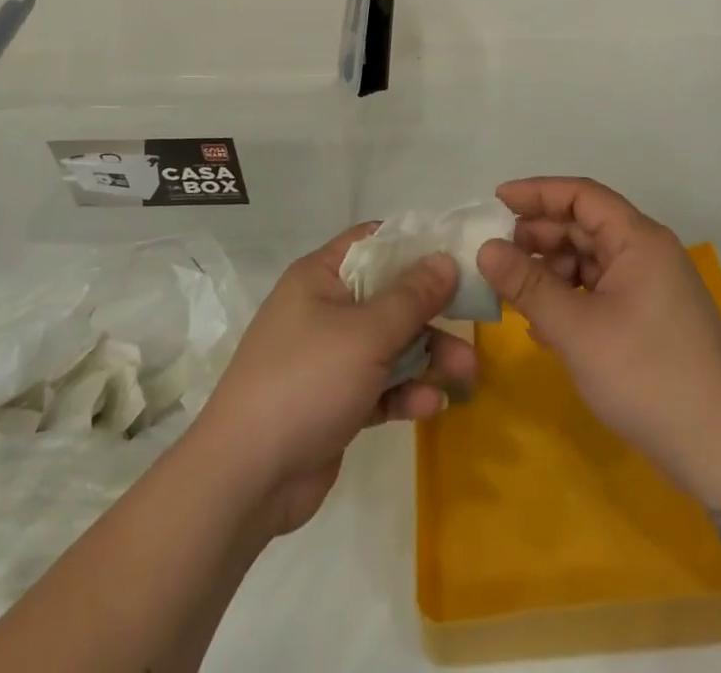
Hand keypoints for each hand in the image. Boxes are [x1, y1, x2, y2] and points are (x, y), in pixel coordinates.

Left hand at [192, 224, 476, 536]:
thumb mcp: (367, 334)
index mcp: (321, 277)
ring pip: (390, 344)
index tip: (459, 255)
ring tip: (467, 376)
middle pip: (389, 297)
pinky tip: (431, 406)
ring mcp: (328, 357)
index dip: (415, 244)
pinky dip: (405, 392)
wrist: (245, 478)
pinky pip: (379, 385)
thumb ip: (412, 297)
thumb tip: (445, 259)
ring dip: (427, 357)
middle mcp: (324, 309)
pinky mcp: (335, 400)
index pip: (373, 242)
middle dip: (432, 313)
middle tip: (475, 323)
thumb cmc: (306, 381)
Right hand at [476, 177, 720, 497]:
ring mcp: (654, 288)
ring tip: (515, 293)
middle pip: (586, 225)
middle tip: (497, 253)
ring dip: (552, 271)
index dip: (537, 192)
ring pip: (592, 261)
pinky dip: (571, 299)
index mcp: (639, 240)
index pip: (582, 195)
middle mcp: (648, 253)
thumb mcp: (576, 330)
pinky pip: (603, 291)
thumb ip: (527, 285)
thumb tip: (485, 249)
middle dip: (539, 236)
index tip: (496, 200)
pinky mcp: (653, 319)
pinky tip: (543, 326)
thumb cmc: (646, 377)